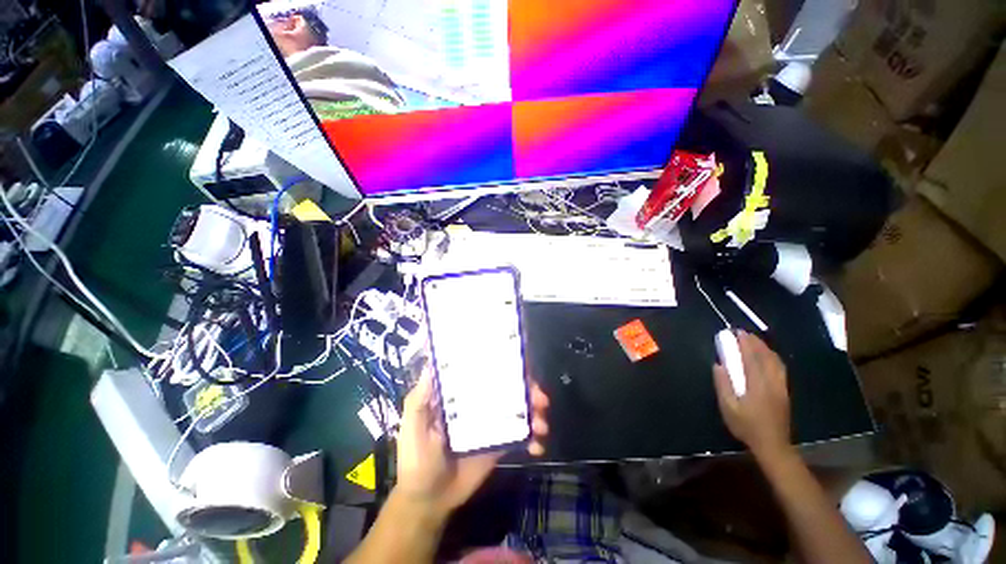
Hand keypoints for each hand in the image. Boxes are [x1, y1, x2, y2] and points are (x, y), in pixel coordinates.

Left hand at [394, 366, 549, 517]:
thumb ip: (420, 398)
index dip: (504, 363)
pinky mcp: (500, 443)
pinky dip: (533, 438)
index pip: (484, 370)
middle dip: (528, 388)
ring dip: (536, 411)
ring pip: (518, 408)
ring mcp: (491, 423)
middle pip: (508, 387)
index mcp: (461, 394)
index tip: (521, 362)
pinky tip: (538, 445)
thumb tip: (432, 363)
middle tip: (540, 398)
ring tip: (542, 424)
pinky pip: (521, 435)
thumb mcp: (412, 425)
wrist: (428, 501)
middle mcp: (479, 403)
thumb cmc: (416, 458)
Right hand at [712, 331, 790, 458]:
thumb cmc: (747, 426)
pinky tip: (768, 356)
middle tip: (744, 333)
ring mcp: (781, 387)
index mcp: (757, 385)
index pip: (751, 359)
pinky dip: (773, 357)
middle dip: (755, 343)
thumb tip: (718, 365)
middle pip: (765, 357)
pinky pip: (780, 368)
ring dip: (765, 348)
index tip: (737, 333)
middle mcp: (771, 382)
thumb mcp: (728, 408)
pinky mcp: (785, 391)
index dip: (744, 344)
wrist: (773, 444)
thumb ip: (723, 385)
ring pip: (775, 362)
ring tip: (755, 340)